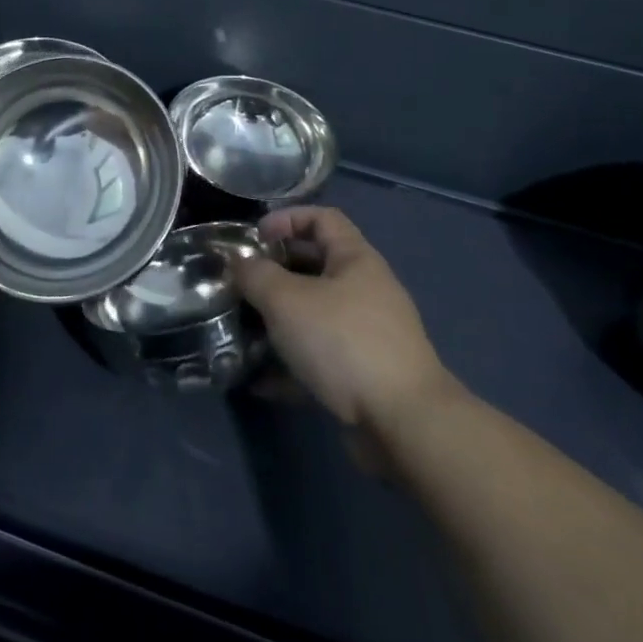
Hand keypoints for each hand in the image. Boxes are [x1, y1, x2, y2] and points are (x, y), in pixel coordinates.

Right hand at [231, 206, 453, 430]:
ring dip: (279, 321)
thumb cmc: (343, 342)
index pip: (322, 218)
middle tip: (241, 285)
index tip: (254, 238)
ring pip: (314, 315)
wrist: (403, 423)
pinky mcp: (364, 374)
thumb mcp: (286, 300)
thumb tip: (239, 262)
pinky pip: (320, 357)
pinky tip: (261, 381)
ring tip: (244, 332)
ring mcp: (367, 334)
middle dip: (275, 273)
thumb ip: (256, 275)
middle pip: (315, 266)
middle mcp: (366, 290)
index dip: (286, 218)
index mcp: (355, 259)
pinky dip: (292, 364)